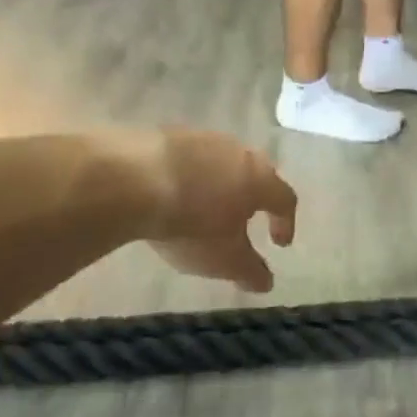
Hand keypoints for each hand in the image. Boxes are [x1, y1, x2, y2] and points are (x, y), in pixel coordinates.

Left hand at [114, 129, 297, 291]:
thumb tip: (266, 282)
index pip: (285, 199)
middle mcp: (237, 152)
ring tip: (205, 205)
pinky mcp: (166, 133)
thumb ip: (250, 271)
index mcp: (259, 180)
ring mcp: (201, 138)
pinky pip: (188, 158)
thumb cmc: (191, 224)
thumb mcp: (224, 260)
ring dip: (219, 184)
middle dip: (254, 197)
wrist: (130, 179)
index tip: (279, 244)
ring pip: (220, 162)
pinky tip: (172, 192)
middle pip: (255, 173)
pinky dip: (188, 176)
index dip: (286, 222)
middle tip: (246, 218)